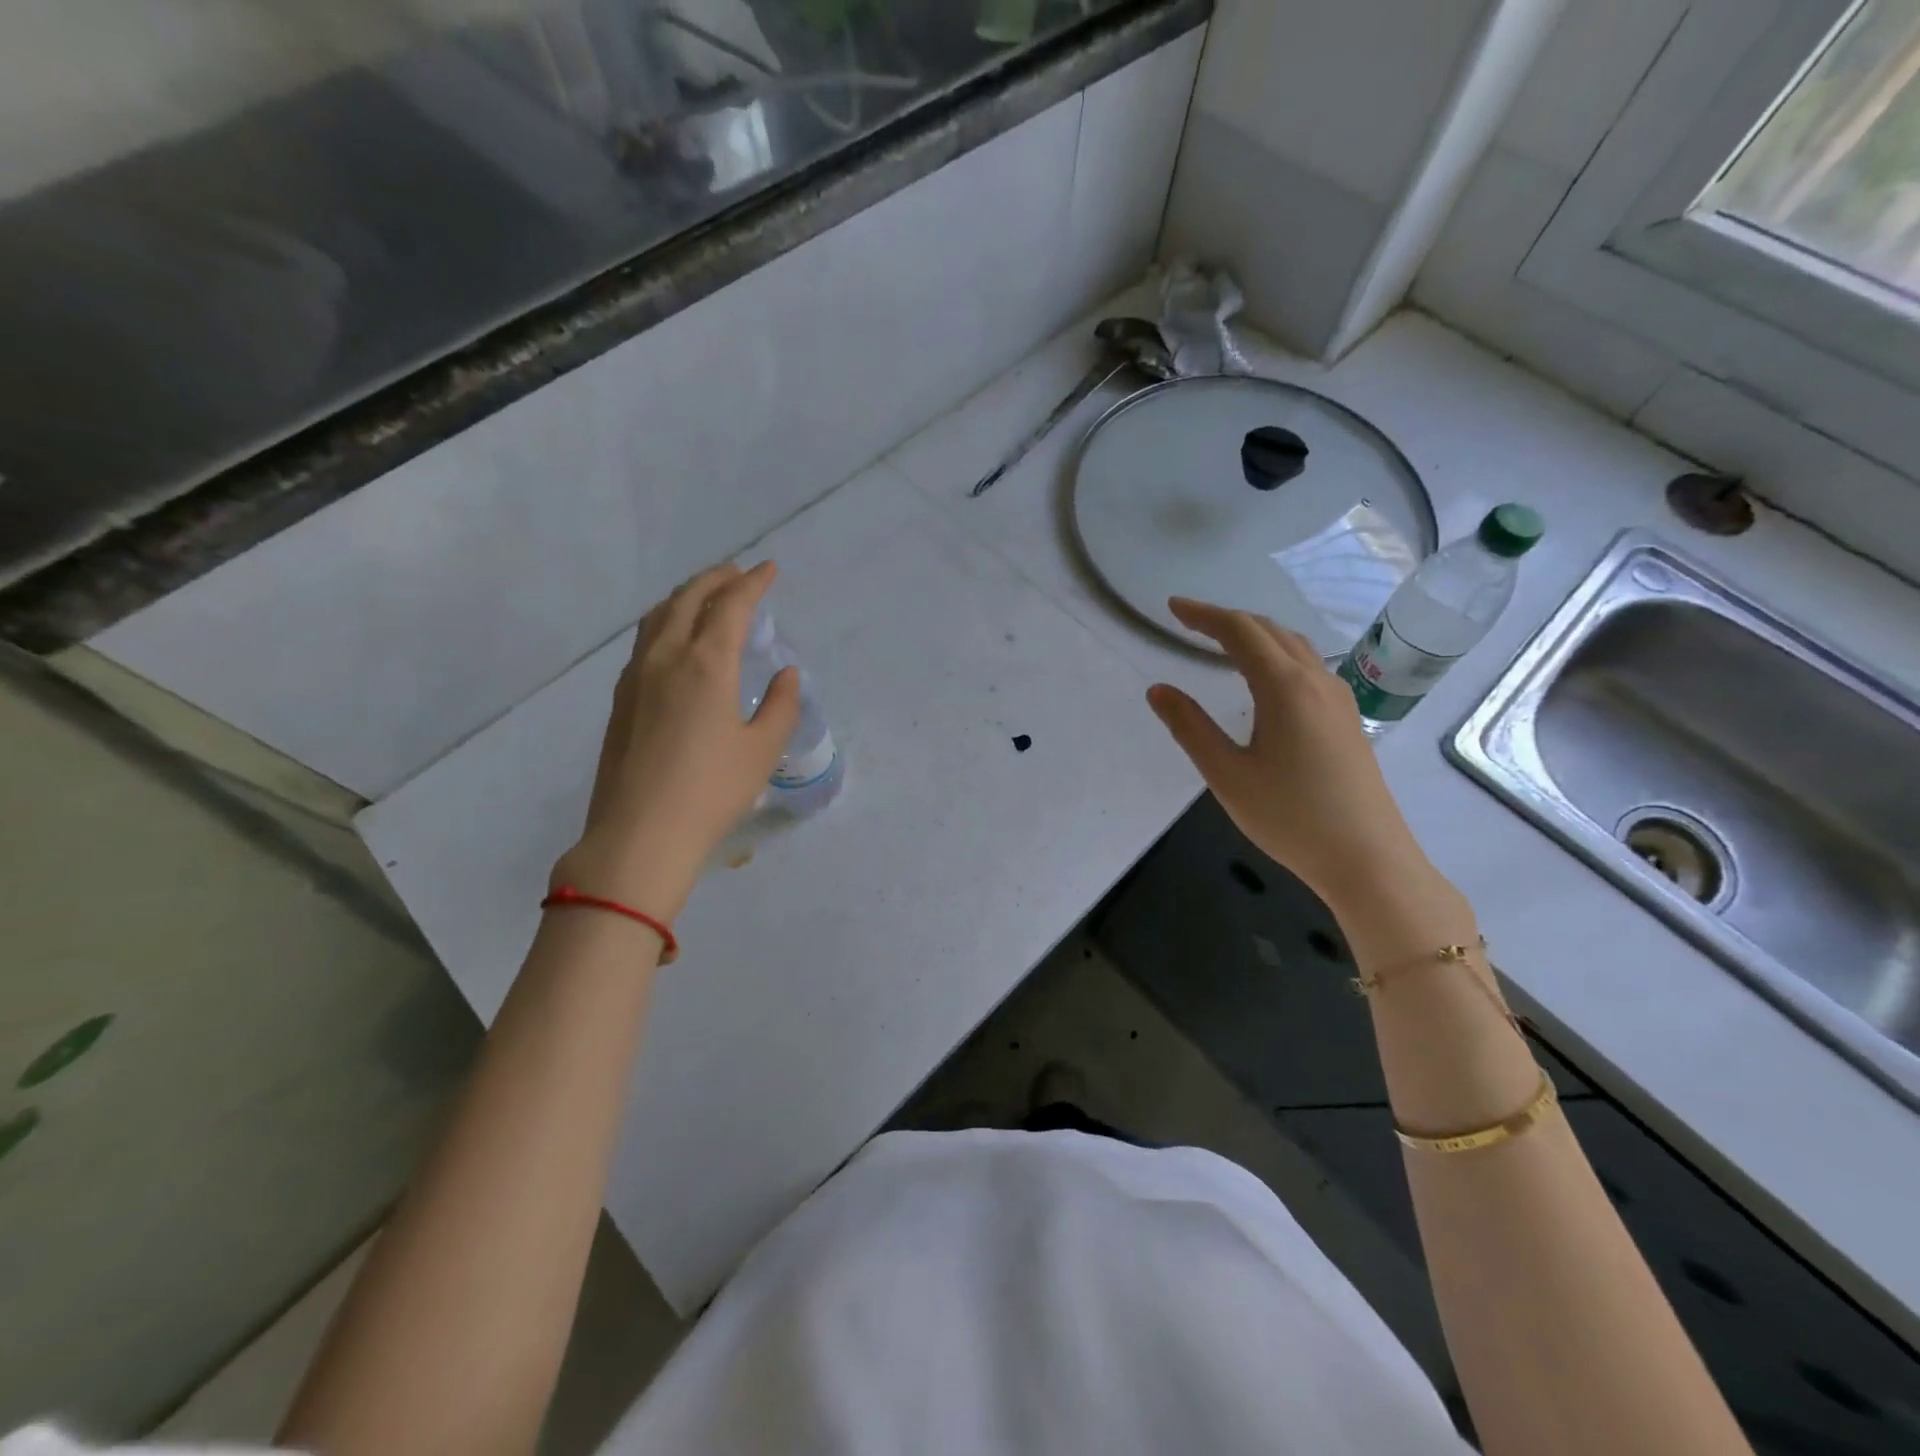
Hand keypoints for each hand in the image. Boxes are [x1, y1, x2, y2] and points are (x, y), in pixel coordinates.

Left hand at [552, 561, 800, 918]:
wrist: (639, 835)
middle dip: (716, 579)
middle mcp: (665, 658)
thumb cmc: (711, 792)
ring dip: (685, 596)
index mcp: (705, 664)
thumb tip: (784, 674)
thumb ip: (780, 705)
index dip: (753, 583)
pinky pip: (645, 640)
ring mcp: (635, 677)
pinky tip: (676, 640)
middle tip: (739, 573)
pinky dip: (666, 621)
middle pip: (687, 599)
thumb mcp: (762, 750)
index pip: (731, 606)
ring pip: (658, 616)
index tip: (770, 569)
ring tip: (706, 596)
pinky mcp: (621, 699)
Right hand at [1146, 597, 1432, 916]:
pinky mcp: (1347, 718)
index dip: (1204, 615)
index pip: (1240, 632)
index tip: (1173, 608)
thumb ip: (1190, 727)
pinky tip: (1264, 680)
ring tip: (1221, 643)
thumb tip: (1158, 689)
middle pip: (1270, 631)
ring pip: (1294, 646)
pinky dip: (1277, 655)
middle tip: (1189, 623)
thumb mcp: (1227, 774)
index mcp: (1284, 687)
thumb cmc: (1290, 817)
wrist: (1368, 858)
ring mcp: (1338, 698)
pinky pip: (1308, 666)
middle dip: (1227, 620)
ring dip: (1255, 635)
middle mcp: (1316, 680)